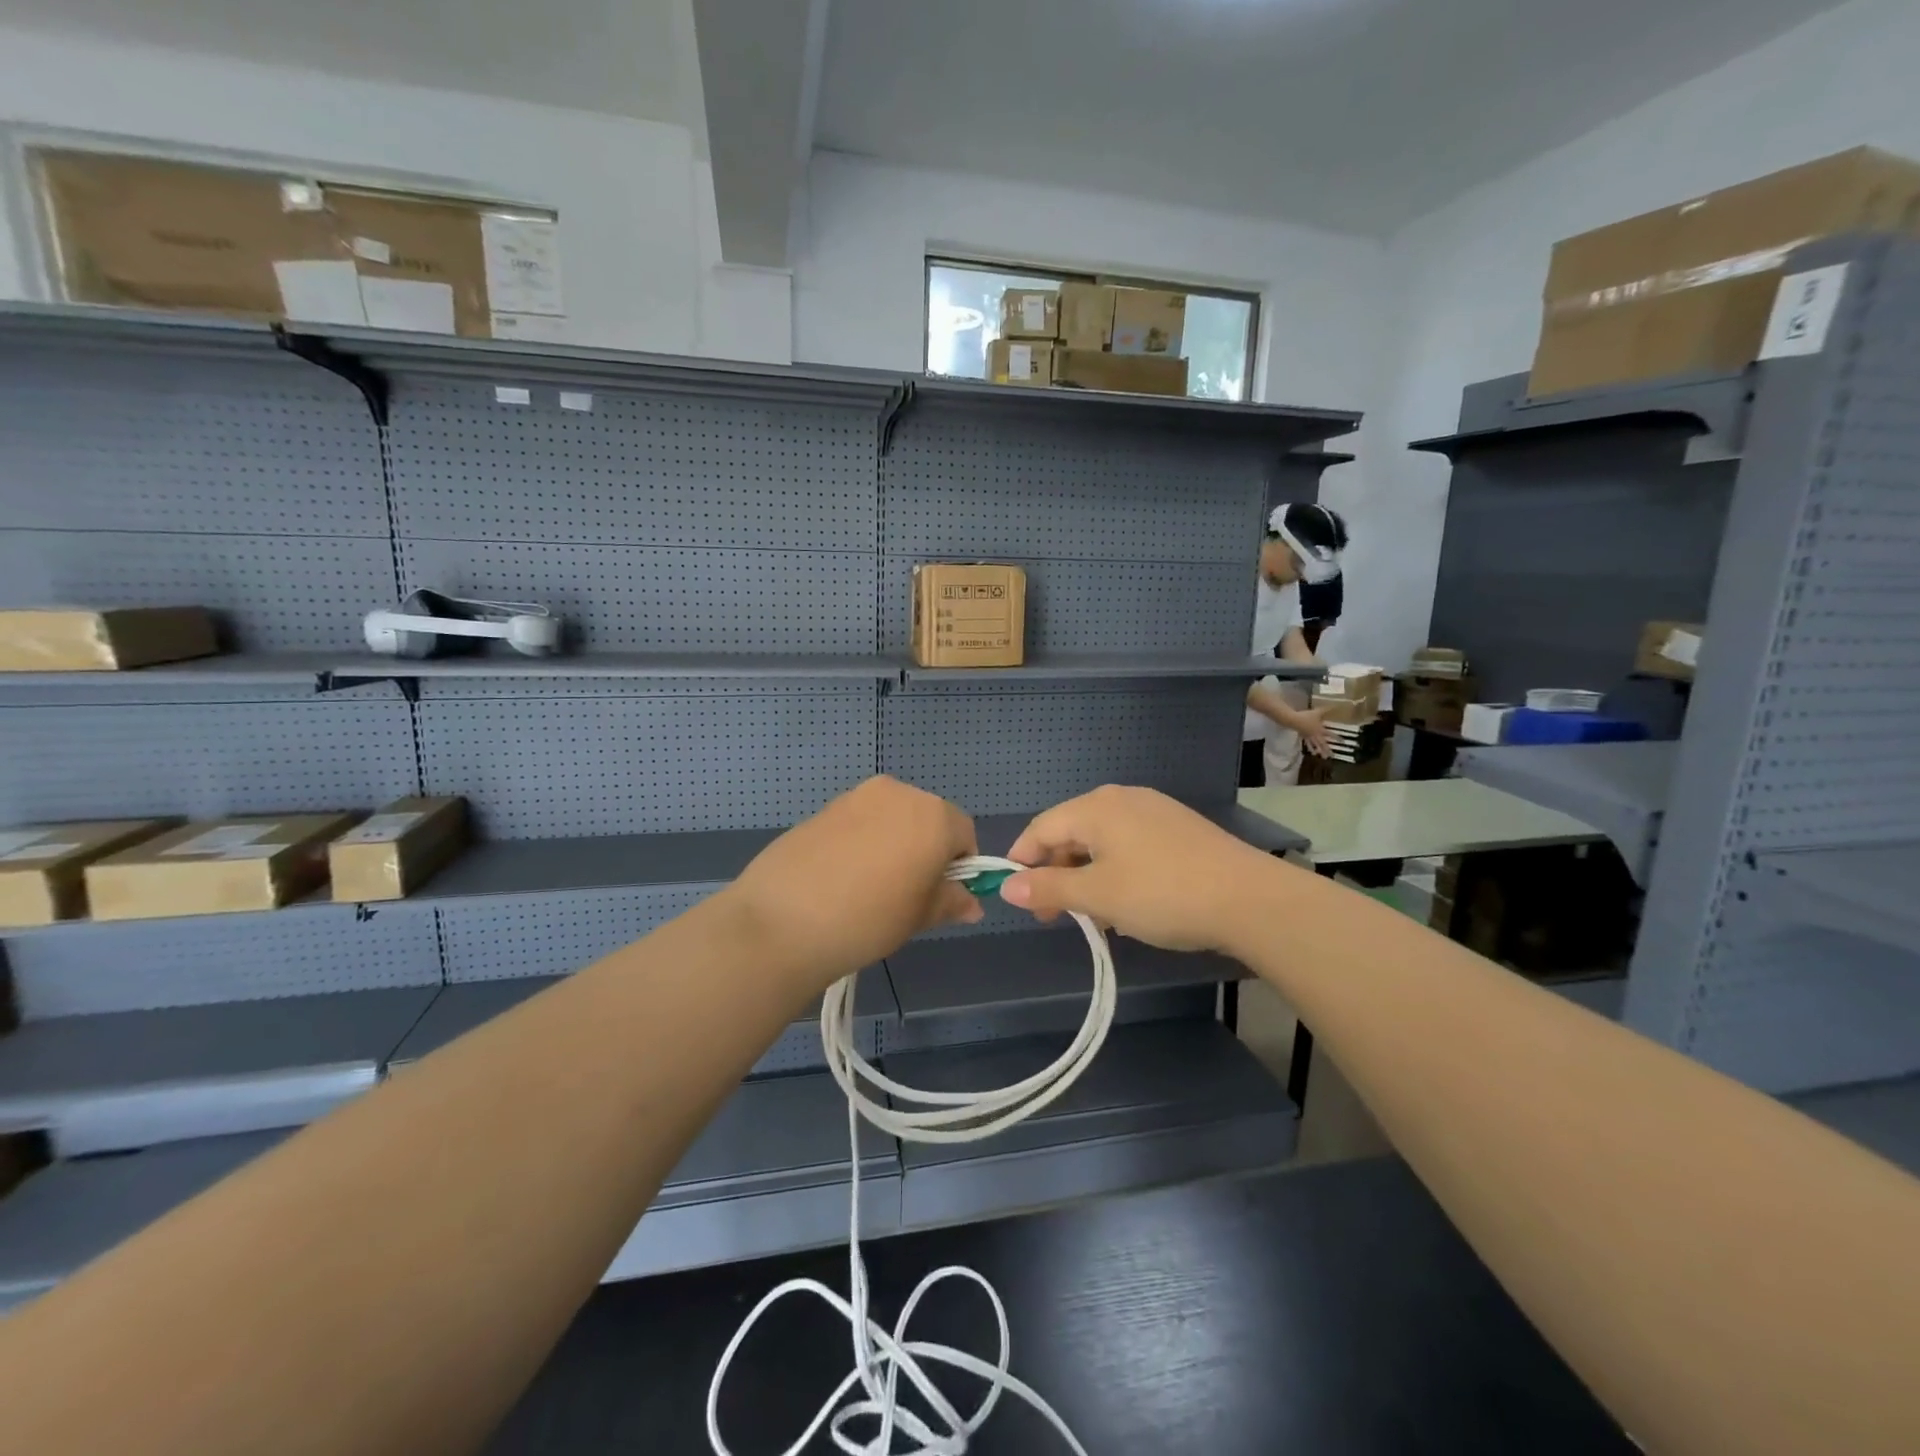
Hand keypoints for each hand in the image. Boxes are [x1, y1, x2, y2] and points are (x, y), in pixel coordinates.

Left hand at [724, 776, 980, 986]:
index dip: (959, 866)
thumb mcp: (919, 916)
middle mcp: (899, 792)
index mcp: (933, 815)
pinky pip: (861, 820)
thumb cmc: (868, 919)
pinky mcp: (825, 806)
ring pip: (893, 817)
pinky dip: (863, 841)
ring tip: (869, 887)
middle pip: (928, 818)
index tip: (939, 896)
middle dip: (926, 850)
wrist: (782, 920)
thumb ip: (951, 902)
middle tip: (906, 893)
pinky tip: (841, 876)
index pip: (964, 834)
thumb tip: (972, 904)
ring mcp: (858, 795)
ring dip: (893, 843)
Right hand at [999, 786, 1280, 953]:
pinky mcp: (1179, 828)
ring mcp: (1154, 810)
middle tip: (1055, 917)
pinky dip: (1117, 872)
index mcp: (1096, 807)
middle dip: (1057, 873)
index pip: (1041, 828)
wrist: (1250, 899)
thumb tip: (1008, 886)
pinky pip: (1131, 845)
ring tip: (1095, 917)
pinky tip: (1129, 904)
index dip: (1022, 861)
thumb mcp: (1098, 896)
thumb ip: (1049, 889)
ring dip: (1087, 876)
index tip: (1018, 899)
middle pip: (1071, 832)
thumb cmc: (1162, 894)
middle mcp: (1121, 798)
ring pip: (1102, 842)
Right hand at [1295, 707, 1332, 757]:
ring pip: (1315, 745)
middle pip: (1322, 744)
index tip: (1343, 742)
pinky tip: (1311, 751)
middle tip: (1332, 756)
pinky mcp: (1303, 736)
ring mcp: (1309, 737)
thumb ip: (1325, 710)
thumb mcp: (1317, 712)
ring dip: (1319, 751)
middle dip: (1327, 750)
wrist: (1294, 720)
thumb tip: (1335, 705)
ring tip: (1322, 756)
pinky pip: (1307, 743)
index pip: (1330, 734)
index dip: (1337, 738)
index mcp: (1320, 730)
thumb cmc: (1306, 716)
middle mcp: (1315, 735)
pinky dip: (1310, 747)